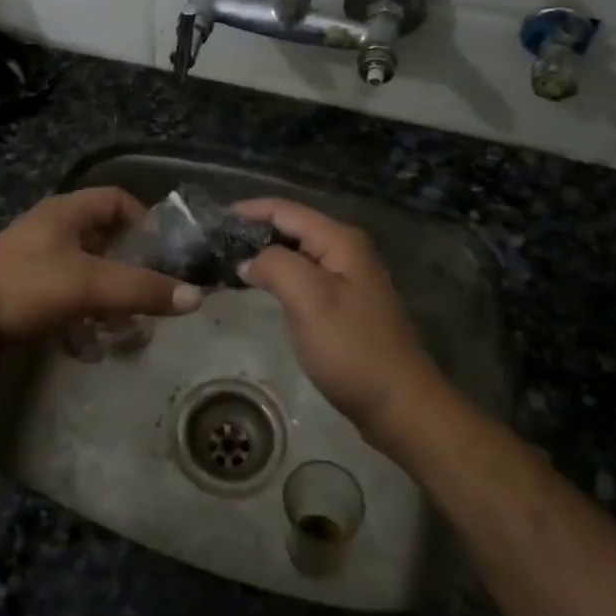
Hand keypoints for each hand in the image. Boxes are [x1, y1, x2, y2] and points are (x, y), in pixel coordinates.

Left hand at [0, 188, 202, 347]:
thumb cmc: (26, 287)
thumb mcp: (90, 285)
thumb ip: (142, 289)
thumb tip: (196, 296)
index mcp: (66, 212)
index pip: (116, 199)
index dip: (144, 219)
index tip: (163, 252)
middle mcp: (51, 229)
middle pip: (103, 239)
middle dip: (128, 267)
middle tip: (150, 294)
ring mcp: (34, 260)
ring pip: (84, 272)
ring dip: (106, 298)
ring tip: (124, 327)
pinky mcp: (21, 290)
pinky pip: (63, 297)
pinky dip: (80, 316)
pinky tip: (88, 344)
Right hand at [233, 197, 443, 443]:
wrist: (399, 405)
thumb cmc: (352, 348)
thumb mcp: (309, 299)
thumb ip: (275, 266)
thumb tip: (248, 261)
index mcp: (340, 241)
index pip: (286, 210)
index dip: (250, 210)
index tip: (215, 219)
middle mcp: (347, 251)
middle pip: (293, 227)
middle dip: (255, 230)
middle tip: (216, 243)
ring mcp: (349, 279)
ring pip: (298, 253)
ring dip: (266, 254)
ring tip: (230, 262)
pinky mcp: (346, 305)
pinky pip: (305, 276)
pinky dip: (280, 276)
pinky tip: (262, 288)